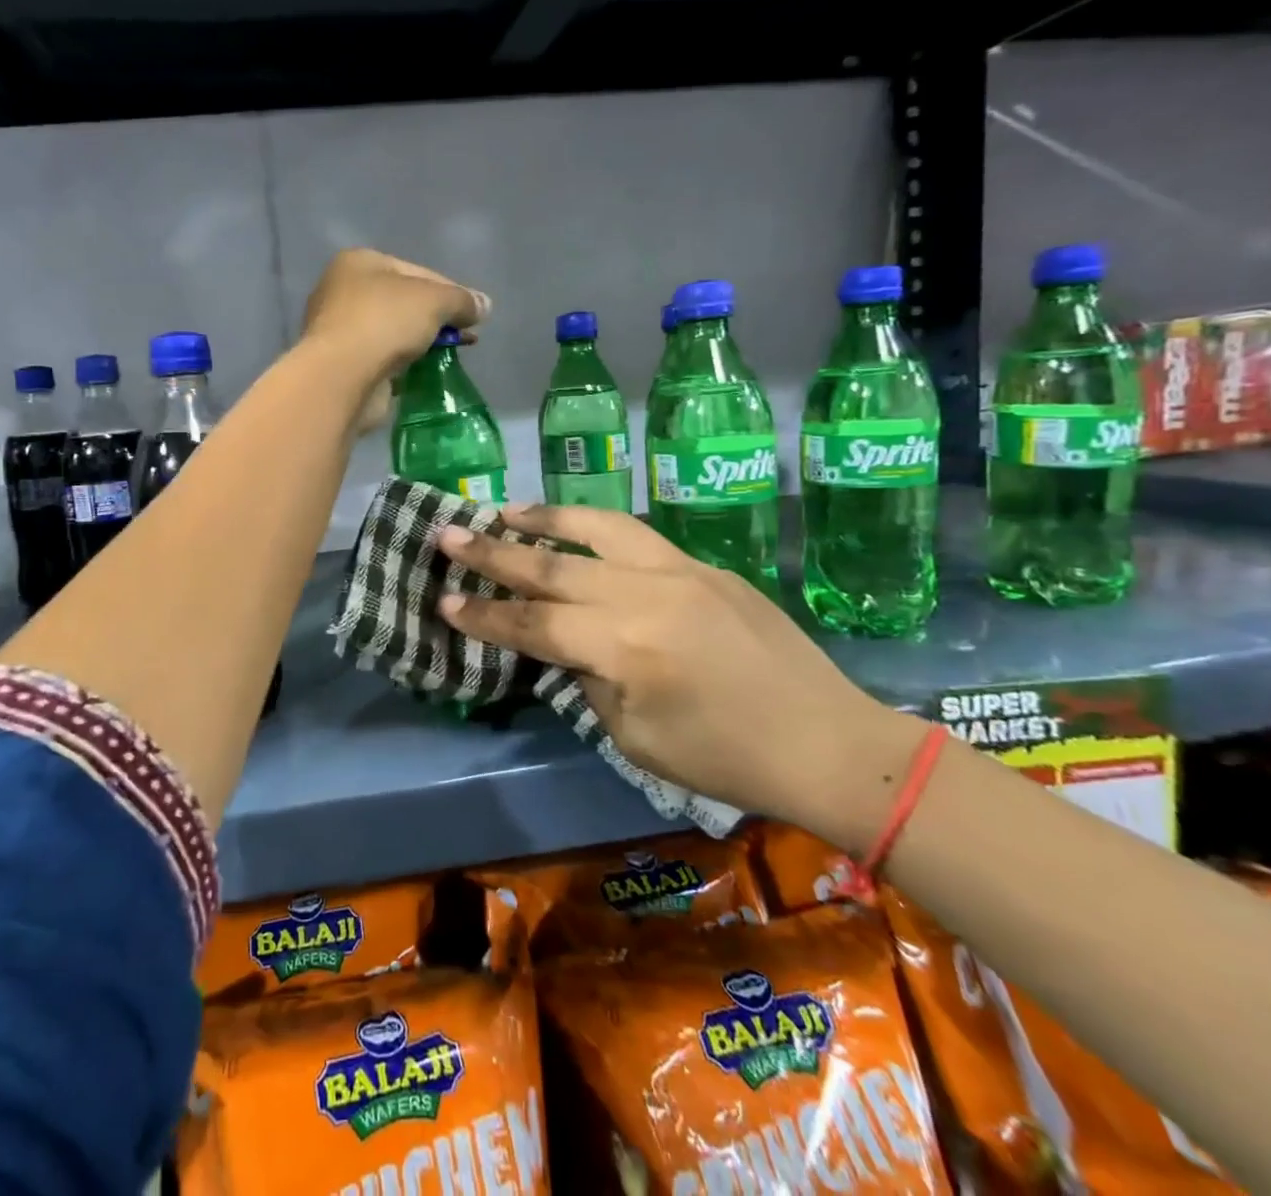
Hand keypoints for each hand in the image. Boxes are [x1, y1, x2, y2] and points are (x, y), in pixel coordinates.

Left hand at [299, 249, 486, 431]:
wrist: (343, 376)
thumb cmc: (385, 322)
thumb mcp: (435, 301)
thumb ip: (462, 300)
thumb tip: (484, 305)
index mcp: (359, 262)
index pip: (417, 271)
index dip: (450, 291)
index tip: (472, 314)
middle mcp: (343, 290)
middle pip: (403, 301)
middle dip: (435, 319)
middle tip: (464, 337)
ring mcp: (339, 330)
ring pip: (392, 332)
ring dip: (419, 343)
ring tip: (448, 357)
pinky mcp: (342, 365)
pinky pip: (382, 359)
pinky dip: (402, 365)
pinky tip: (422, 374)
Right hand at [435, 503, 914, 831]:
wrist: (827, 741)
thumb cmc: (726, 759)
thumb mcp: (635, 737)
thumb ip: (588, 679)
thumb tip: (564, 645)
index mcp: (625, 647)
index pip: (534, 625)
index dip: (484, 617)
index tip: (442, 601)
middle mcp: (645, 594)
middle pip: (552, 566)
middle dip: (492, 554)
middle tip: (446, 535)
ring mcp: (679, 570)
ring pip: (595, 526)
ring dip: (542, 518)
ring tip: (502, 511)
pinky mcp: (704, 565)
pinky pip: (635, 535)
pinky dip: (592, 524)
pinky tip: (572, 527)